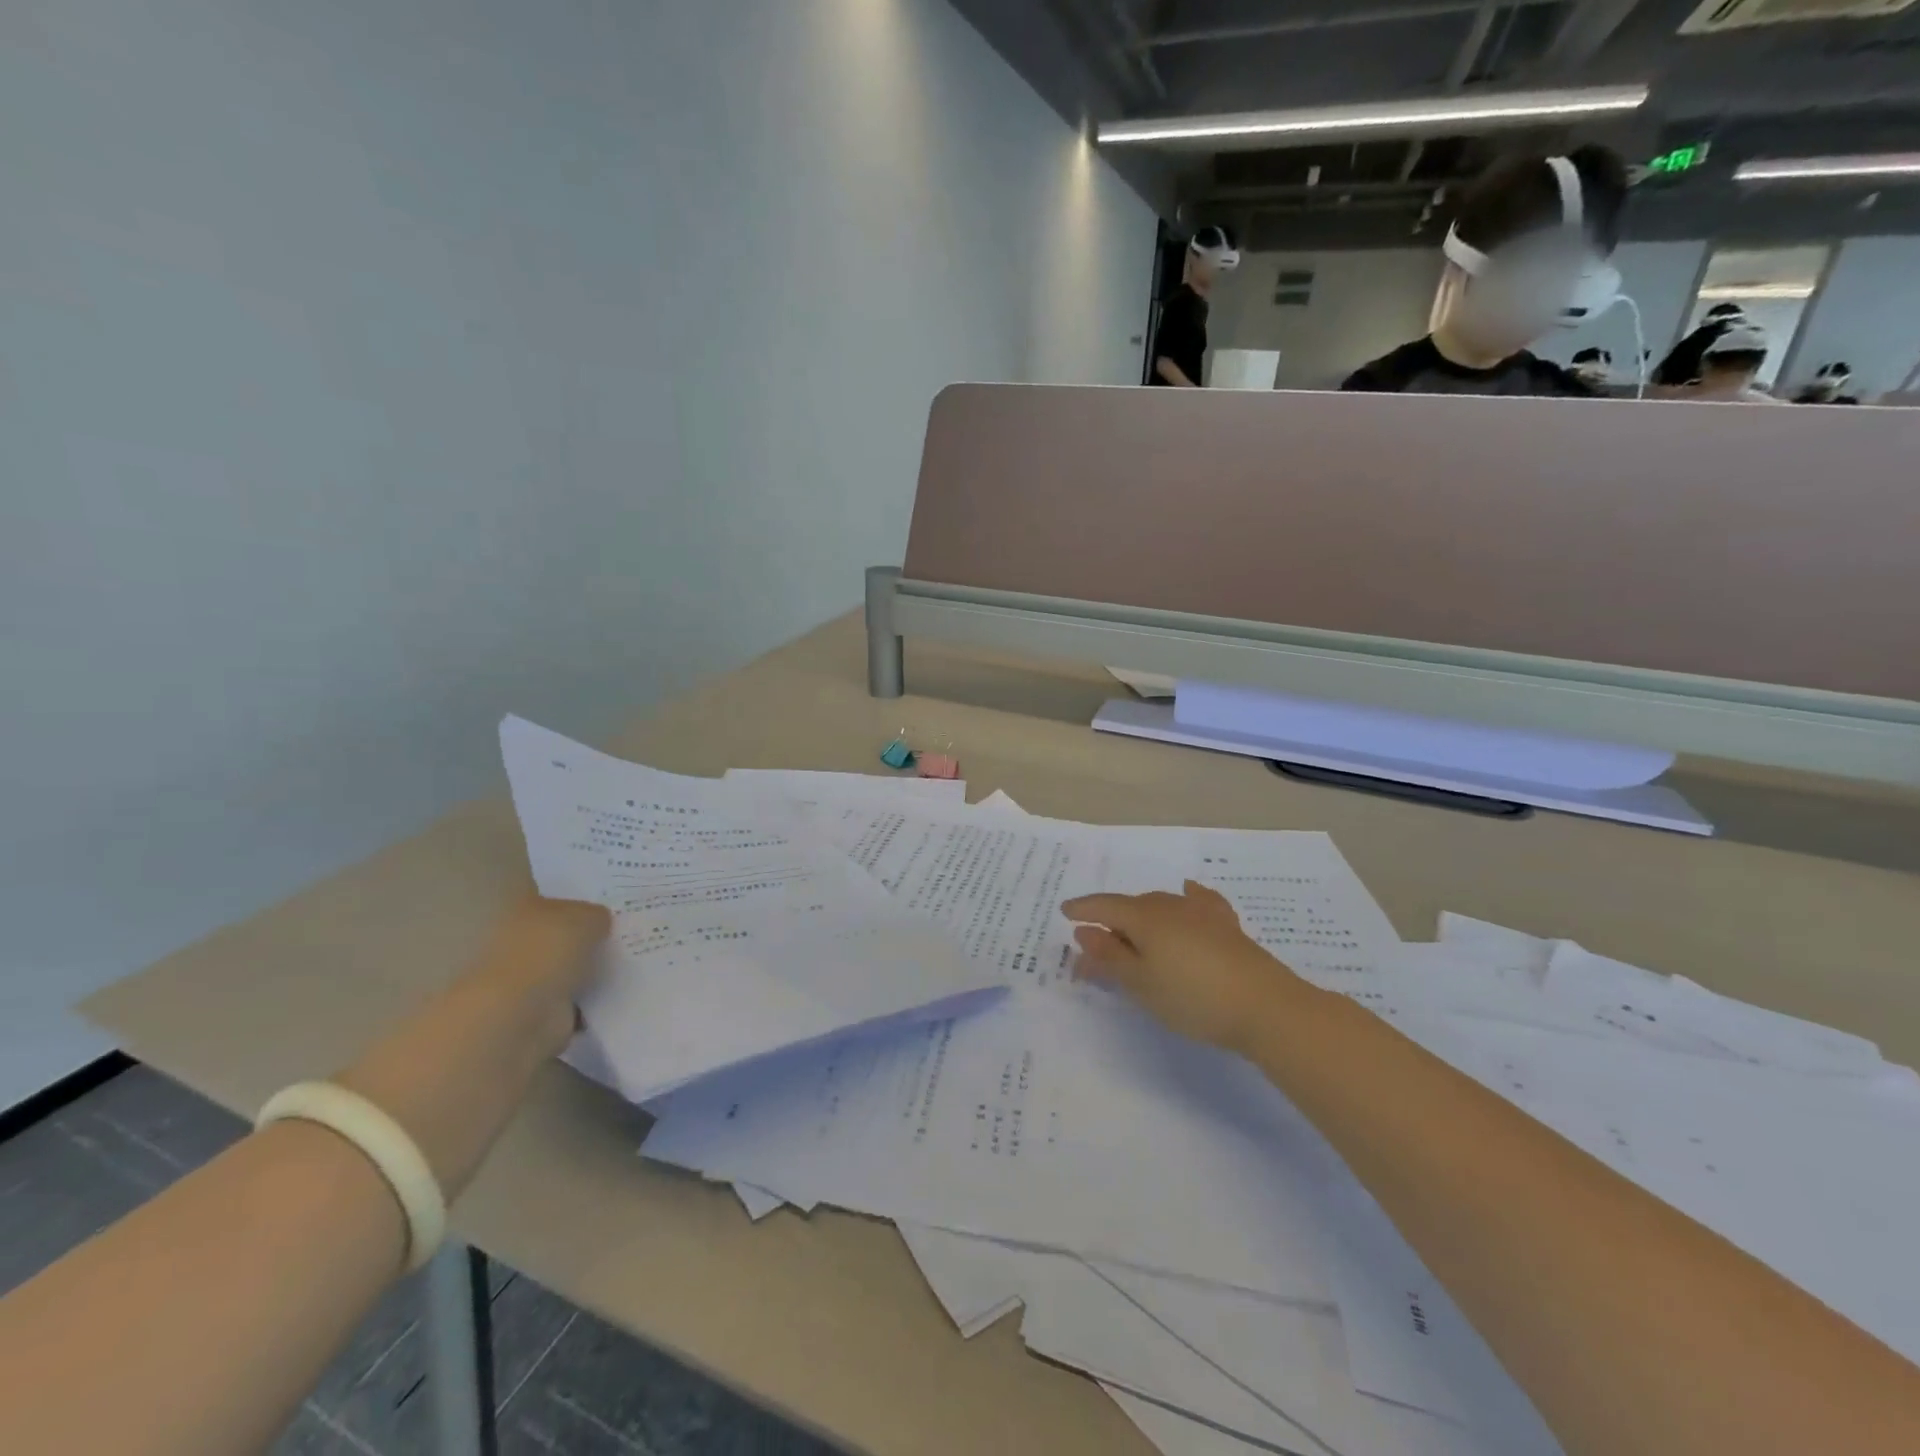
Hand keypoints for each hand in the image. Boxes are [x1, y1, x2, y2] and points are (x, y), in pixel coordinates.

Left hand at [336, 896, 610, 1198]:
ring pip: (565, 975)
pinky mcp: (533, 1031)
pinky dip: (588, 1010)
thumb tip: (600, 919)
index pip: (549, 900)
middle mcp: (515, 950)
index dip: (576, 898)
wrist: (504, 1033)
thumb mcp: (576, 922)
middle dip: (584, 938)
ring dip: (587, 976)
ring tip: (634, 967)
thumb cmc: (535, 963)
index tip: (612, 899)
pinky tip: (618, 1004)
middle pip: (557, 939)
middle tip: (631, 933)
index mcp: (519, 915)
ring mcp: (522, 993)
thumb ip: (592, 916)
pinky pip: (570, 1011)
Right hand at [1062, 881, 1299, 1052]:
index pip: (1105, 906)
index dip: (1083, 909)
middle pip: (1132, 907)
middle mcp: (1169, 905)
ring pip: (1161, 905)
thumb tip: (1084, 931)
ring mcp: (1201, 912)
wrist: (1265, 1006)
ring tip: (1135, 936)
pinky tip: (1188, 892)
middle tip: (1097, 948)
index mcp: (1144, 917)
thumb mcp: (1141, 984)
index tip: (1064, 912)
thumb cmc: (1193, 998)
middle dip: (1111, 923)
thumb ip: (1110, 957)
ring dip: (1142, 918)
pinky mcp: (1226, 925)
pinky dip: (1186, 898)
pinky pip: (1199, 901)